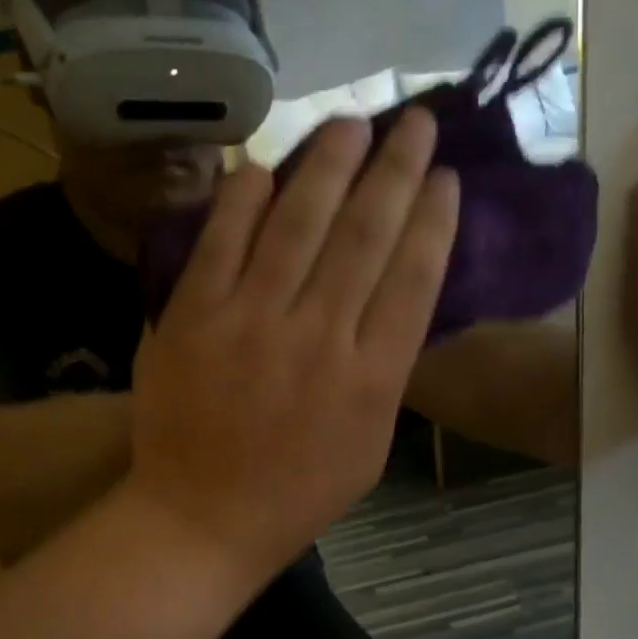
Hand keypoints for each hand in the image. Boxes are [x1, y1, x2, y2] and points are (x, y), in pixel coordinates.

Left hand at [127, 111, 459, 578]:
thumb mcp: (369, 447)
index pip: (415, 277)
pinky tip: (262, 167)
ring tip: (349, 123)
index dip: (433, 217)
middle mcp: (318, 337)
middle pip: (364, 234)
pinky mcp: (192, 318)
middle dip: (395, 169)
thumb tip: (392, 303)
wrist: (201, 519)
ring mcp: (250, 322)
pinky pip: (221, 244)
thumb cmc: (294, 494)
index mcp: (372, 377)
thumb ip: (385, 374)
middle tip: (411, 120)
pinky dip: (241, 201)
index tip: (445, 175)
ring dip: (327, 165)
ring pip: (297, 224)